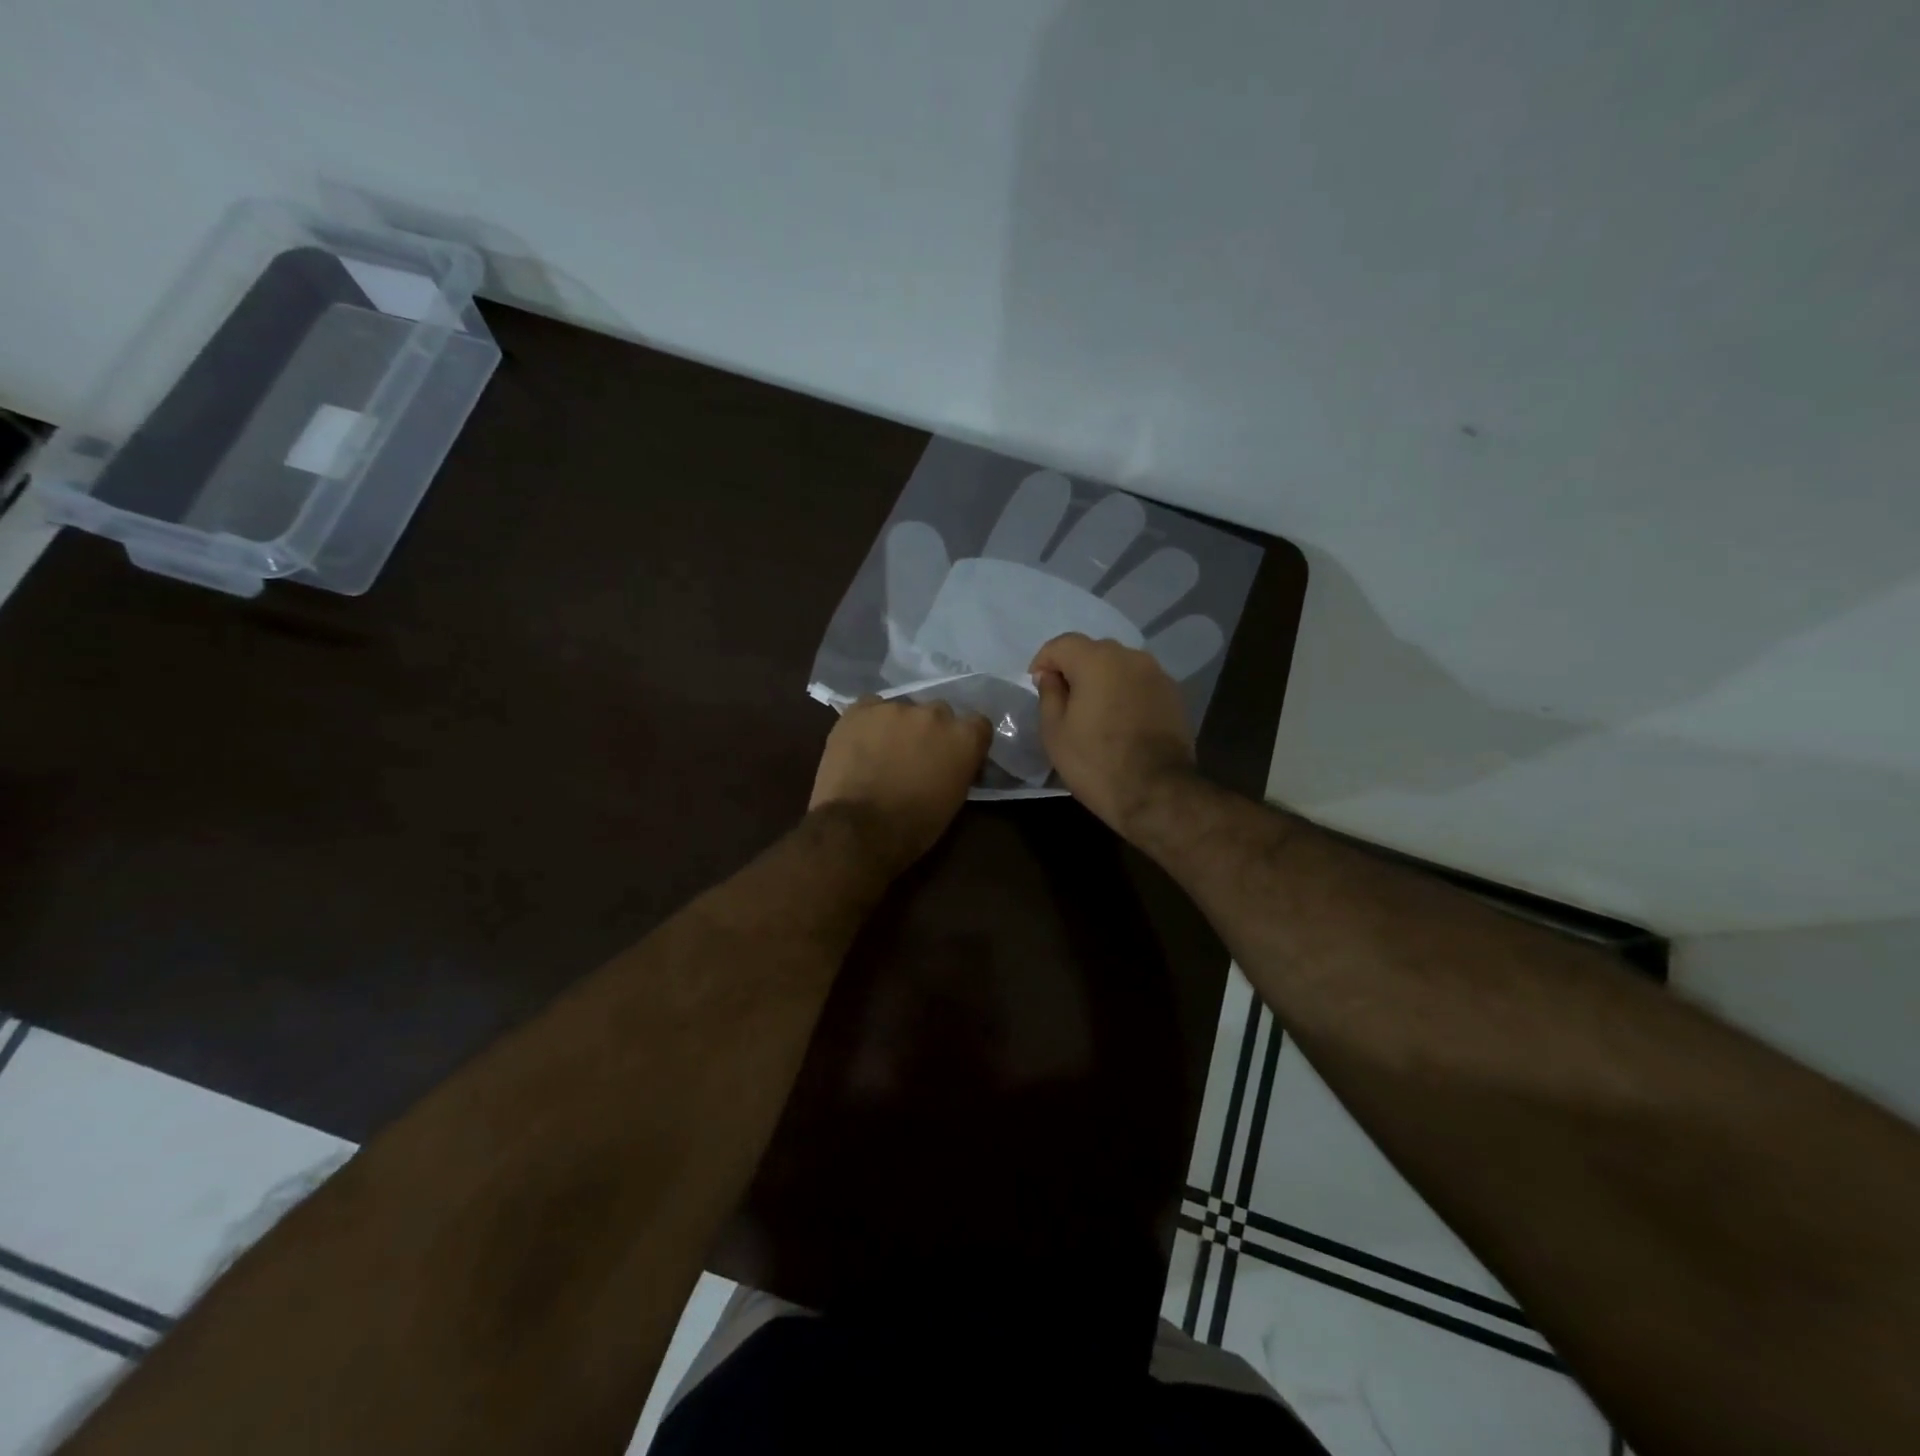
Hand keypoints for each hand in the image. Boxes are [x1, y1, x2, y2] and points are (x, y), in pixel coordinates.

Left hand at [809, 696, 990, 869]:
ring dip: (898, 727)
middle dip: (930, 732)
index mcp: (964, 738)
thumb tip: (952, 762)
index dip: (965, 740)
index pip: (977, 725)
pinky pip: (870, 707)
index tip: (954, 756)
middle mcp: (935, 714)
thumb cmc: (913, 826)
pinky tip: (860, 743)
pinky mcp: (861, 709)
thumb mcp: (953, 801)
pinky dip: (869, 723)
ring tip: (881, 753)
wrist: (859, 828)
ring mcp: (896, 708)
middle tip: (916, 756)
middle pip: (939, 713)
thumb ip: (958, 769)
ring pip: (902, 710)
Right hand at [1029, 632, 1195, 831]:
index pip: (1062, 644)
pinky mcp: (1174, 695)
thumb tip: (1051, 676)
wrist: (1157, 792)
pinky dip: (1125, 693)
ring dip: (1102, 680)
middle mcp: (1131, 657)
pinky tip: (1120, 721)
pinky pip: (1139, 683)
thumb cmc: (1095, 762)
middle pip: (1093, 651)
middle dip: (1074, 669)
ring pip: (1119, 666)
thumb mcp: (1055, 732)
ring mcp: (1157, 675)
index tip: (1037, 685)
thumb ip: (1049, 694)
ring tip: (1094, 712)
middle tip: (1064, 701)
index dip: (1044, 661)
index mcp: (1097, 660)